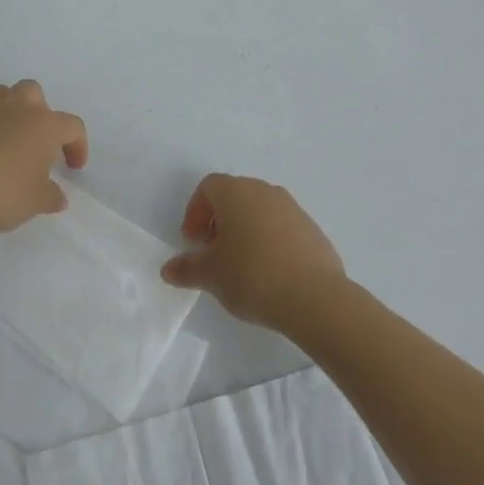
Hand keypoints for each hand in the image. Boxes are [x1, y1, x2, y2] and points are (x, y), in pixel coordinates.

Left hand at [0, 81, 88, 235]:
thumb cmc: (1, 194)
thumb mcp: (35, 203)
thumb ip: (51, 197)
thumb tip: (58, 196)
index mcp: (43, 125)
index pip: (72, 126)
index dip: (78, 145)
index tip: (73, 167)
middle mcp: (15, 108)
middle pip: (34, 93)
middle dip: (39, 112)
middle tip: (36, 142)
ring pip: (1, 95)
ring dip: (7, 112)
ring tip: (4, 140)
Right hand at [161, 174, 345, 329]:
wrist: (315, 297)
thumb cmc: (252, 276)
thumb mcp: (211, 275)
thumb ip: (187, 268)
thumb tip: (168, 269)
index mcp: (237, 192)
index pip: (208, 186)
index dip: (195, 211)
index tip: (193, 241)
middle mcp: (265, 191)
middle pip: (234, 195)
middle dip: (219, 220)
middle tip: (212, 252)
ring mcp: (293, 208)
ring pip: (259, 210)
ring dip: (244, 230)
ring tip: (240, 265)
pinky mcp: (312, 229)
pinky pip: (281, 227)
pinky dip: (269, 240)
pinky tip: (269, 272)